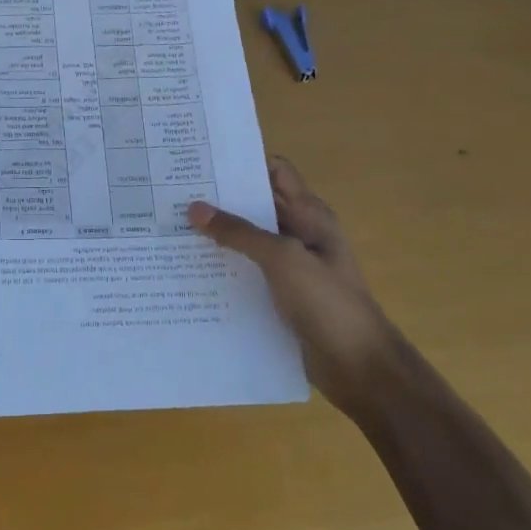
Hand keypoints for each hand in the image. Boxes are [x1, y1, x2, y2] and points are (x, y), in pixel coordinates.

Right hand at [188, 156, 401, 412]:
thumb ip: (239, 232)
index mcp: (310, 214)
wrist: (360, 368)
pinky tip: (189, 269)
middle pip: (255, 204)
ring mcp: (289, 265)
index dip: (242, 162)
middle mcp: (298, 233)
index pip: (274, 171)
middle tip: (171, 194)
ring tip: (169, 228)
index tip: (200, 161)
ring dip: (216, 235)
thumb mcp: (282, 259)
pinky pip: (245, 270)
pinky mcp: (279, 294)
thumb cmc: (327, 303)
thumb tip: (194, 208)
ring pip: (246, 239)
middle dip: (218, 198)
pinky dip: (222, 266)